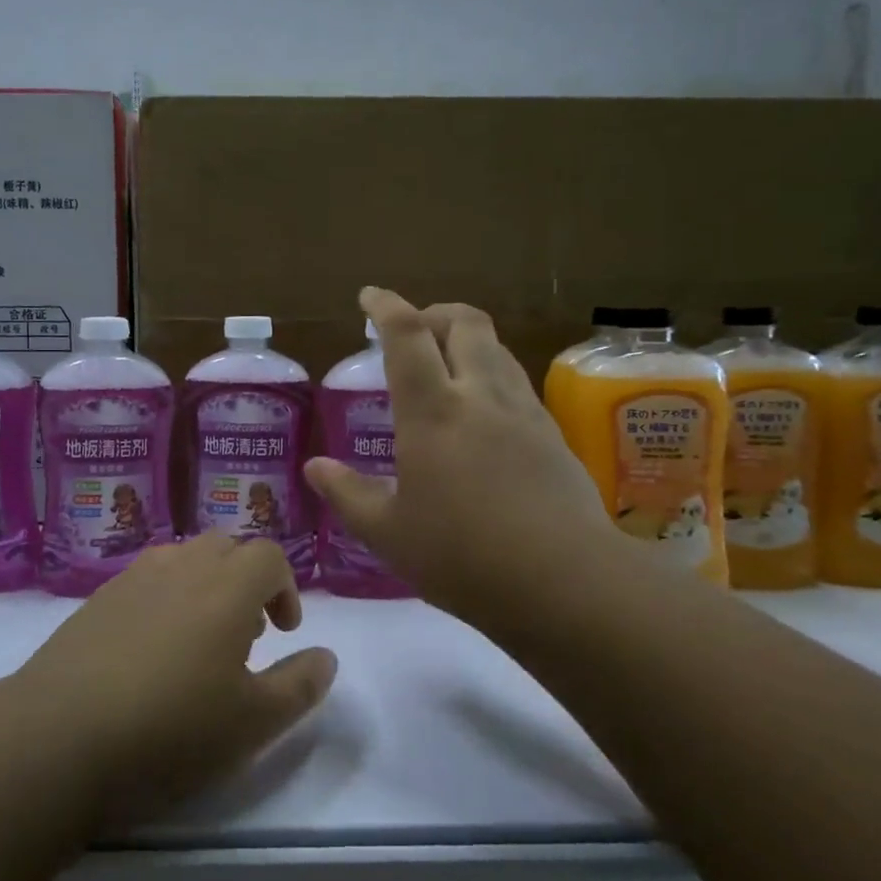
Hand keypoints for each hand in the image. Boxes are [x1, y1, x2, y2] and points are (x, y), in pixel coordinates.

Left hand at [16, 535, 337, 824]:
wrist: (57, 737)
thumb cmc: (169, 729)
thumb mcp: (252, 723)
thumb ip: (299, 685)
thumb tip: (326, 656)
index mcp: (226, 587)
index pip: (268, 555)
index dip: (285, 586)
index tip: (283, 631)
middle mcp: (182, 567)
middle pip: (226, 547)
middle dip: (246, 580)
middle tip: (245, 633)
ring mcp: (134, 578)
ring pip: (184, 558)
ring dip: (205, 585)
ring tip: (199, 640)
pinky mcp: (97, 598)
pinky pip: (146, 579)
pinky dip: (165, 597)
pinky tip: (150, 650)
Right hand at [304, 287, 615, 628]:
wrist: (565, 583)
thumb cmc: (463, 557)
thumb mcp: (389, 534)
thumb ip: (348, 494)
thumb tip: (314, 468)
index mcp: (432, 411)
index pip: (407, 334)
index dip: (385, 306)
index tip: (369, 298)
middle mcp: (480, 396)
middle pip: (464, 322)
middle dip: (434, 313)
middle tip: (413, 332)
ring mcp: (523, 412)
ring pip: (496, 348)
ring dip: (467, 342)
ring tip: (446, 368)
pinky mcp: (553, 434)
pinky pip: (517, 383)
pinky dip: (492, 376)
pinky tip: (483, 415)